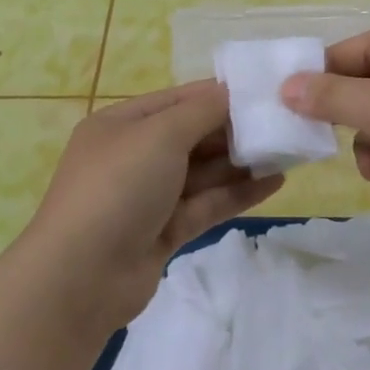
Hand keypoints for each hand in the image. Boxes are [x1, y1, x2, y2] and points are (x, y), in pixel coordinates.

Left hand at [13, 81, 282, 335]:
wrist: (81, 277)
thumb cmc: (118, 187)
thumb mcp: (160, 135)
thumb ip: (201, 111)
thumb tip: (230, 92)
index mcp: (121, 124)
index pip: (177, 99)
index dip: (218, 94)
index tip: (264, 91)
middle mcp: (133, 156)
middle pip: (191, 135)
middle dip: (234, 129)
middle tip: (284, 123)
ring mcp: (148, 196)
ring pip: (202, 172)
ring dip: (242, 161)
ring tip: (289, 150)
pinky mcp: (164, 232)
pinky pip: (206, 204)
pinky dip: (238, 192)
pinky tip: (275, 182)